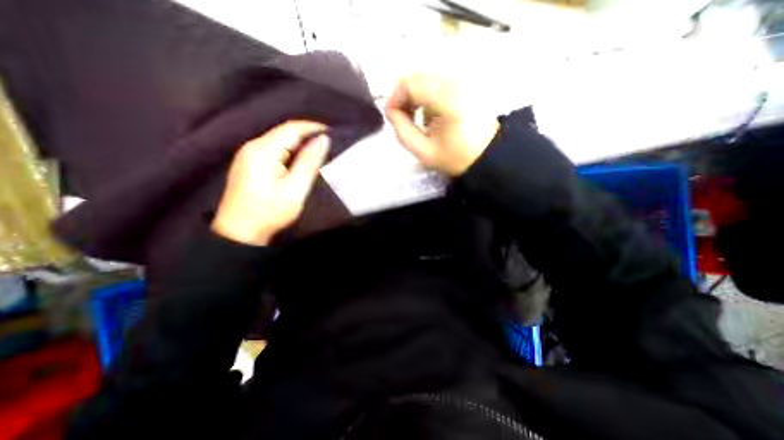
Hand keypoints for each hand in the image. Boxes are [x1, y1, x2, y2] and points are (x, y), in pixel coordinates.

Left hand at [210, 120, 327, 244]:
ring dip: (300, 143)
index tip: (332, 133)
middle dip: (307, 135)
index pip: (291, 128)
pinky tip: (300, 160)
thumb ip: (309, 163)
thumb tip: (323, 140)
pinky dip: (290, 151)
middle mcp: (252, 146)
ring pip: (279, 140)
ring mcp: (248, 154)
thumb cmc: (269, 212)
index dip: (313, 127)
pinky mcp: (249, 163)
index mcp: (263, 151)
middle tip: (328, 144)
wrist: (240, 232)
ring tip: (318, 152)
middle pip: (284, 132)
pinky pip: (273, 149)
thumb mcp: (295, 189)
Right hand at [383, 73, 498, 175]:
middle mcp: (456, 81)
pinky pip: (437, 79)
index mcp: (447, 100)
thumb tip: (391, 110)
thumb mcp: (422, 151)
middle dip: (404, 96)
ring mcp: (463, 79)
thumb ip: (401, 130)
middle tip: (403, 118)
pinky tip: (431, 111)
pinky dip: (427, 92)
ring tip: (416, 117)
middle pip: (417, 76)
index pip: (410, 84)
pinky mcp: (466, 81)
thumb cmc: (454, 157)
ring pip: (426, 76)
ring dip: (415, 94)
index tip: (392, 116)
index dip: (395, 98)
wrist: (486, 154)